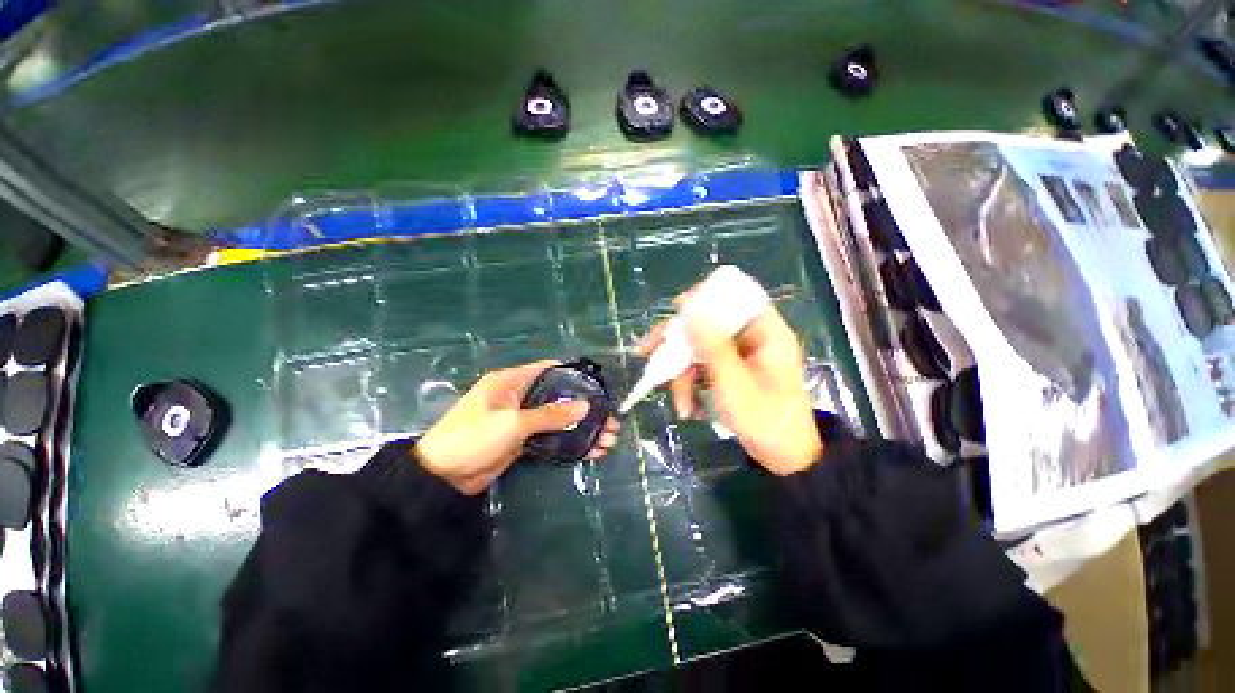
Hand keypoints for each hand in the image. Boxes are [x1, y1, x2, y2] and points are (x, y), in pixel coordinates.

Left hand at [415, 360, 620, 494]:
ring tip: (608, 440)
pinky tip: (591, 451)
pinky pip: (552, 437)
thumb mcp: (512, 423)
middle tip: (610, 421)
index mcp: (512, 382)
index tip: (598, 386)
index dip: (574, 375)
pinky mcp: (523, 440)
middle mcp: (518, 396)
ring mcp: (521, 420)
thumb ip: (550, 414)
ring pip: (558, 419)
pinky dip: (570, 442)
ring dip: (582, 428)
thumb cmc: (473, 438)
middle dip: (585, 408)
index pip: (548, 370)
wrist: (441, 479)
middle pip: (559, 397)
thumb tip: (584, 406)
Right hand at [639, 297, 821, 475]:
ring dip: (682, 374)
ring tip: (681, 405)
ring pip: (699, 349)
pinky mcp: (729, 372)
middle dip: (678, 344)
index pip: (736, 296)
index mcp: (765, 332)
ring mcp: (739, 356)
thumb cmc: (766, 420)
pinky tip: (688, 407)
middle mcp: (751, 338)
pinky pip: (702, 367)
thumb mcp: (734, 383)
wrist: (783, 459)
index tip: (677, 309)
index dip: (705, 297)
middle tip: (647, 352)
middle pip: (708, 324)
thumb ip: (711, 346)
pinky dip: (691, 384)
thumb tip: (689, 309)